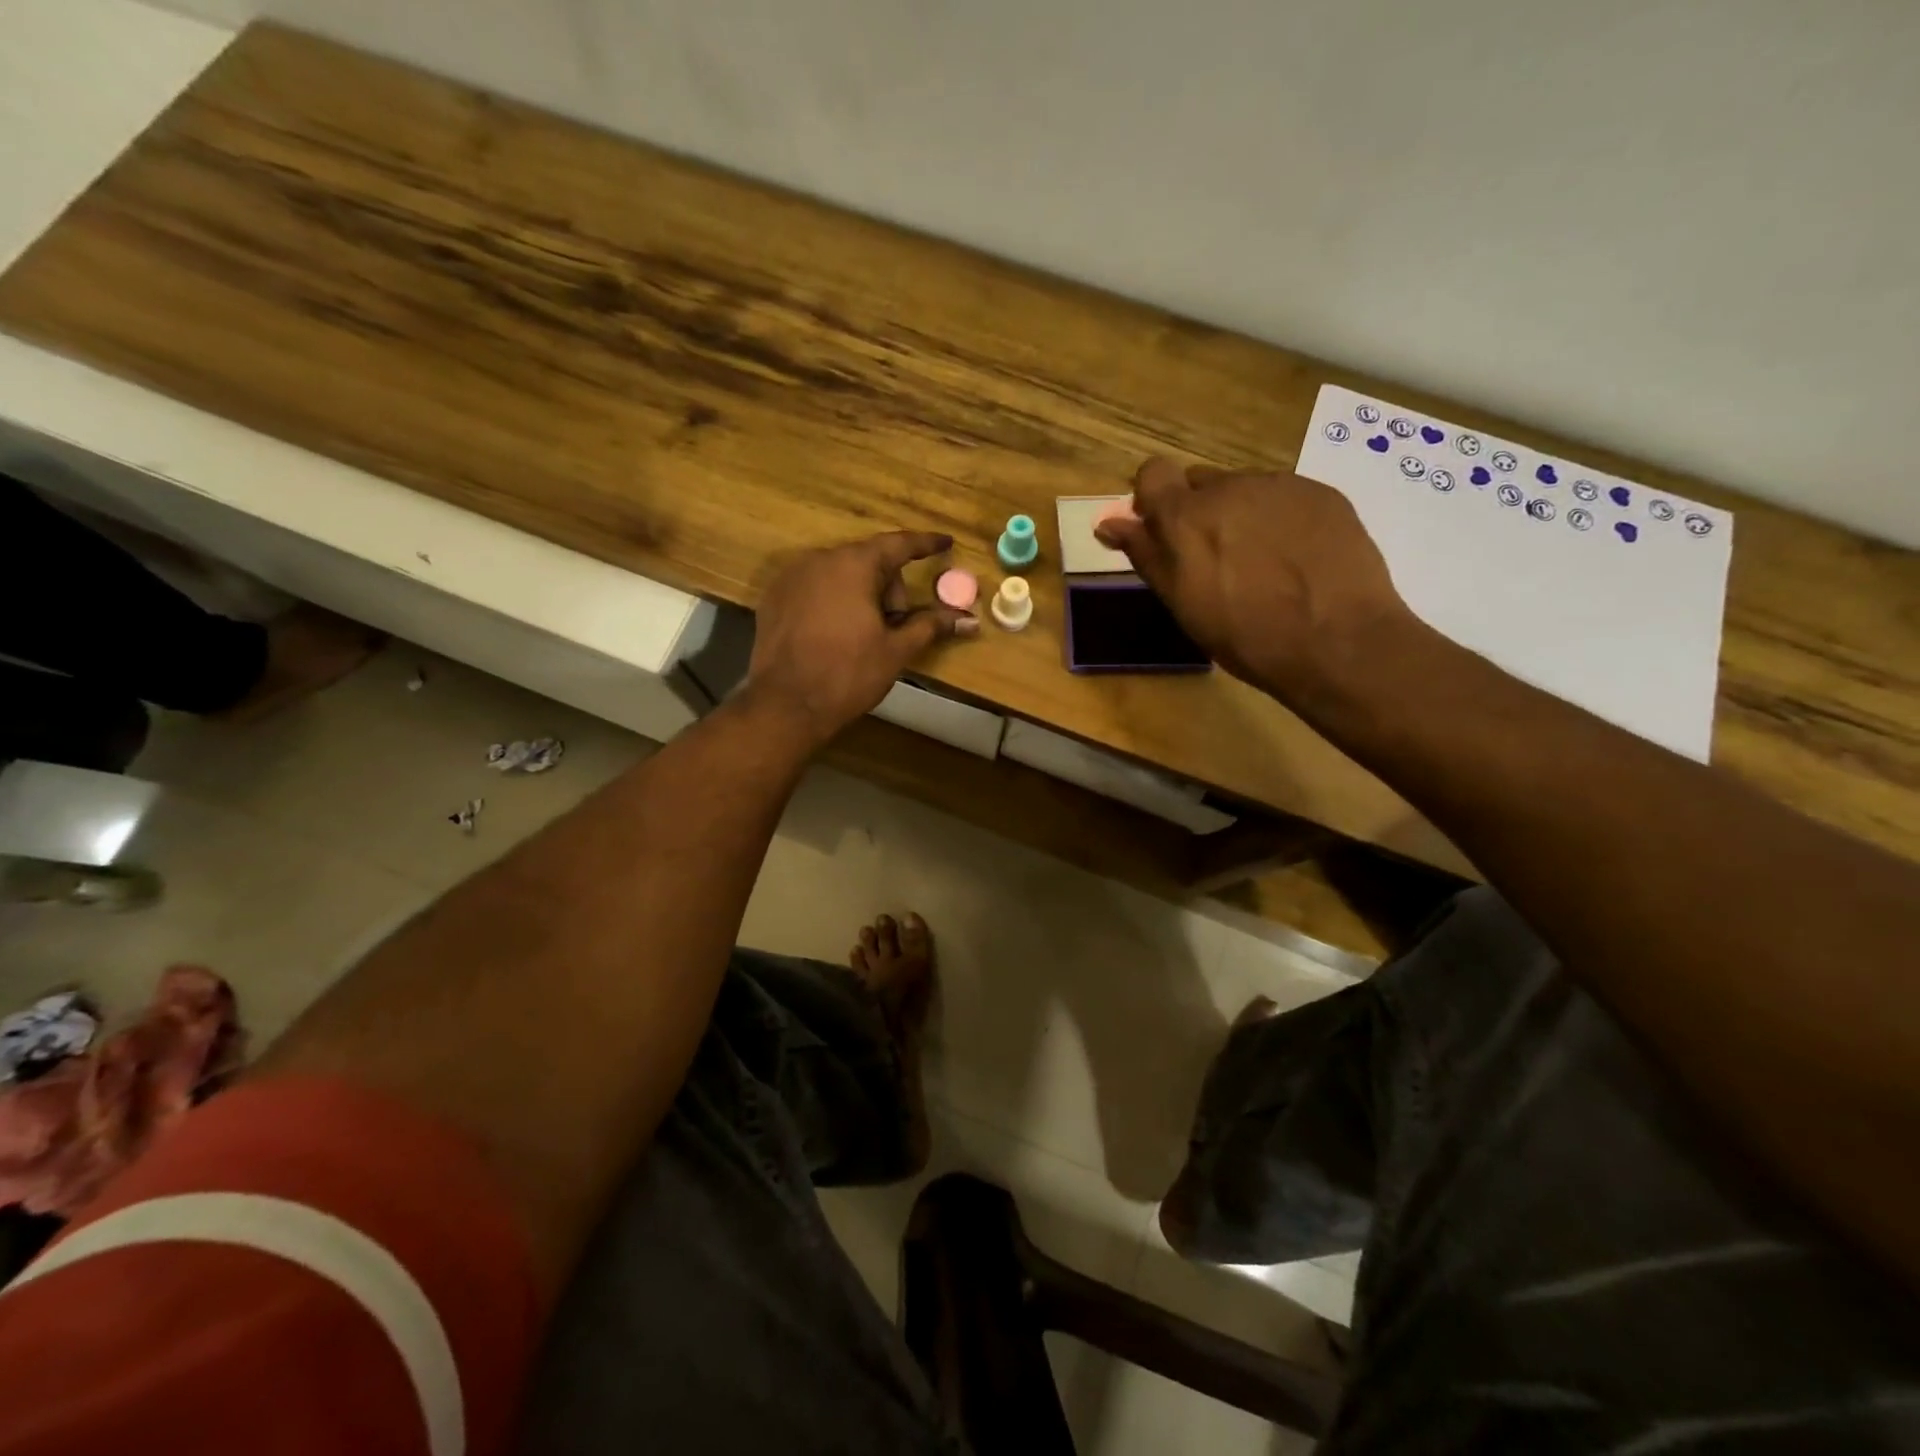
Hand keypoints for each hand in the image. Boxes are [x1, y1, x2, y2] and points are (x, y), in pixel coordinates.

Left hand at [746, 531, 976, 748]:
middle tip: (894, 628)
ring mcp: (790, 577)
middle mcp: (819, 559)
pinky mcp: (773, 599)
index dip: (925, 544)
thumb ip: (931, 626)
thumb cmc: (848, 674)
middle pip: (868, 561)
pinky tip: (834, 636)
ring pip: (839, 575)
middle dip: (888, 588)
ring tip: (863, 636)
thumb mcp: (896, 650)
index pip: (898, 544)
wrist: (786, 705)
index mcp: (853, 565)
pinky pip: (814, 588)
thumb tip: (969, 620)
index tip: (946, 542)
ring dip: (860, 595)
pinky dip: (832, 602)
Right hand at [1094, 458, 1416, 706]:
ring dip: (1241, 516)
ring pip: (1245, 490)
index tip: (1162, 532)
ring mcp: (1280, 486)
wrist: (1338, 641)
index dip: (1153, 499)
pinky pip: (1286, 497)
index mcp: (1185, 515)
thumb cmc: (1244, 634)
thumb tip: (1108, 523)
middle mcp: (1229, 486)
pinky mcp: (1322, 493)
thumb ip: (1145, 554)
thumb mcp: (1181, 603)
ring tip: (1264, 564)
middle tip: (1216, 560)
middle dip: (1199, 512)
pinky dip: (1281, 520)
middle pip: (1200, 484)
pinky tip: (1298, 559)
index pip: (1152, 474)